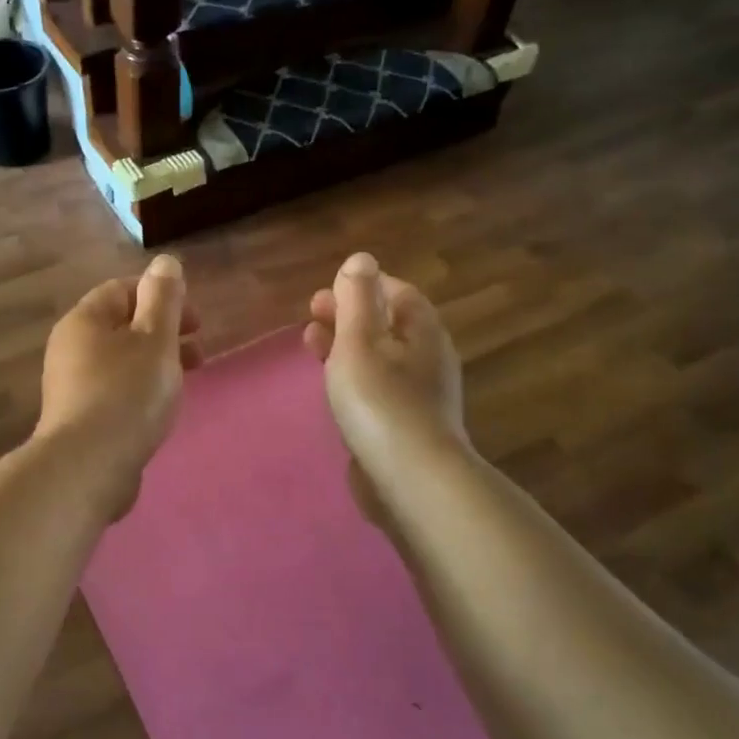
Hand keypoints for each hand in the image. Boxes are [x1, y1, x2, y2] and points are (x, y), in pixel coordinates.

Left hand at [34, 254, 201, 515]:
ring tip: (187, 380)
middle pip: (122, 326)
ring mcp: (71, 385)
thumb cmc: (127, 393)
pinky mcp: (79, 418)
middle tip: (199, 351)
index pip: (122, 290)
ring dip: (156, 362)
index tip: (195, 319)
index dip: (161, 297)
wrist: (89, 466)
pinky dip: (140, 389)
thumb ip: (164, 299)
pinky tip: (159, 409)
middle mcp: (70, 347)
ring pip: (120, 360)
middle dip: (164, 332)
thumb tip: (165, 261)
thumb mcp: (155, 339)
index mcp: (84, 320)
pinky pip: (115, 390)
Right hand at [303, 253, 468, 517]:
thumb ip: (356, 298)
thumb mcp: (360, 340)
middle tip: (310, 315)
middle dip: (349, 315)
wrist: (410, 480)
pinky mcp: (405, 427)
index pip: (397, 293)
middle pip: (387, 325)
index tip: (326, 291)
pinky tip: (332, 389)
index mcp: (422, 332)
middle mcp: (427, 359)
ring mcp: (419, 396)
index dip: (362, 286)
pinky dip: (352, 378)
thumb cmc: (380, 401)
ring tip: (311, 345)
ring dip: (345, 346)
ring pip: (379, 358)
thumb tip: (361, 259)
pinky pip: (377, 389)